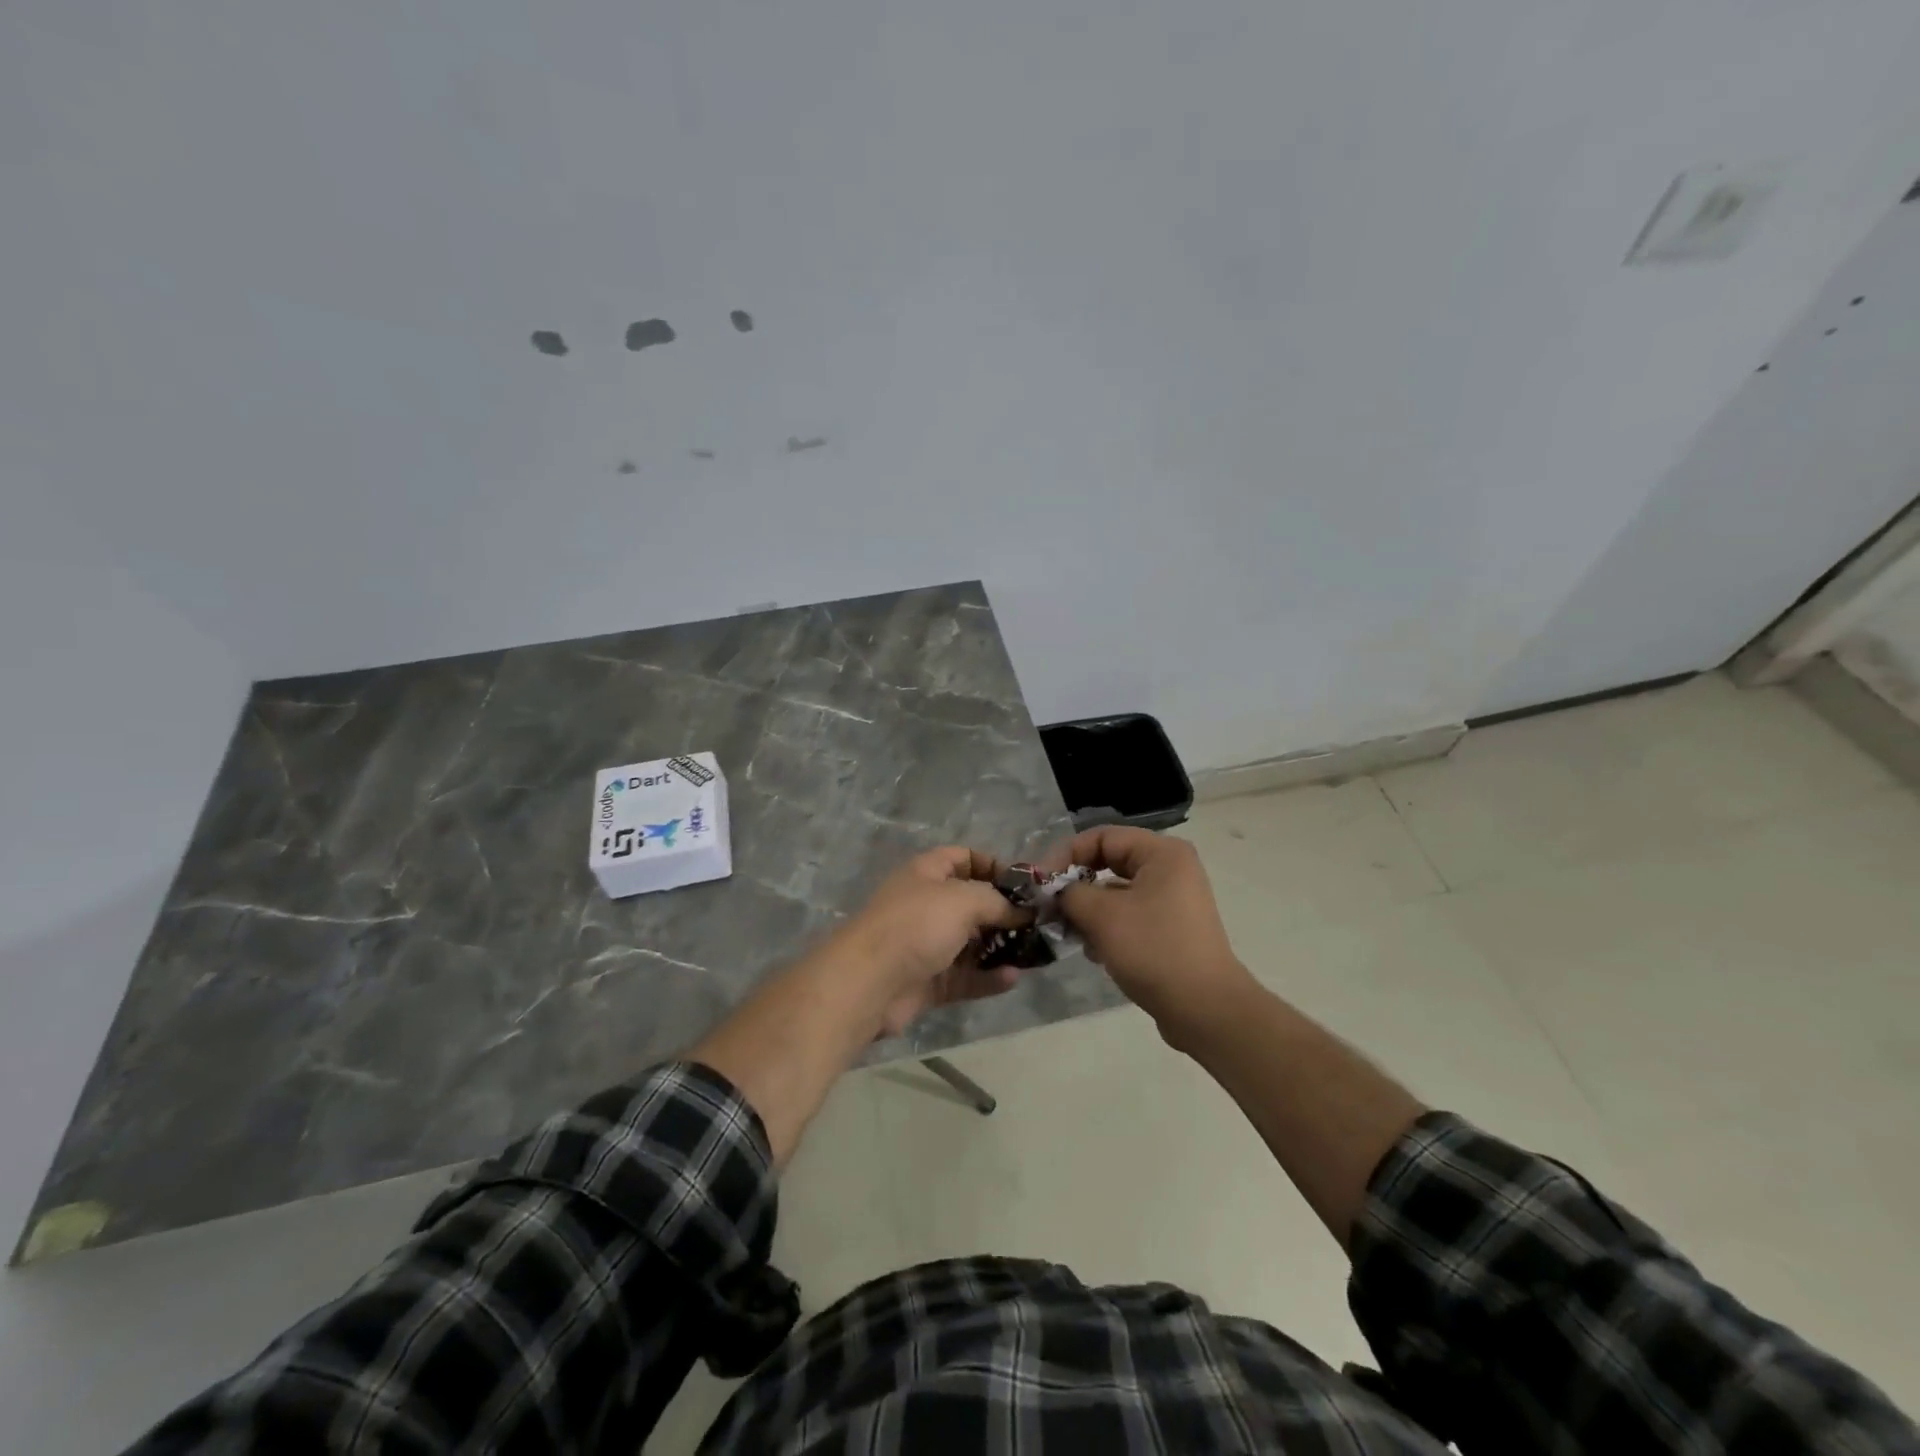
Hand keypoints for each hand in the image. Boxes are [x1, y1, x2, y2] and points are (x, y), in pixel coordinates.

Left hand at [831, 847, 1027, 1036]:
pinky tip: (1012, 978)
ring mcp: (926, 945)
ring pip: (971, 943)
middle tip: (1037, 924)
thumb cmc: (916, 925)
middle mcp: (926, 905)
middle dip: (1004, 912)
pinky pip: (965, 977)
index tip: (1024, 886)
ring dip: (1001, 947)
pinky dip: (988, 978)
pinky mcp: (928, 982)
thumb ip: (998, 902)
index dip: (994, 866)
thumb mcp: (964, 899)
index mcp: (927, 873)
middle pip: (971, 903)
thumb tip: (1023, 912)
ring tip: (1033, 954)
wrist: (868, 982)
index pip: (964, 857)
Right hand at [1045, 827, 1254, 1040]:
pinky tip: (1093, 952)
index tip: (1040, 883)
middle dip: (1076, 885)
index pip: (1101, 837)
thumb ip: (1070, 893)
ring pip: (1116, 893)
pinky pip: (1129, 916)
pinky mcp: (1171, 930)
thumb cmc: (1153, 950)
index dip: (1066, 854)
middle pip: (1109, 863)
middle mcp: (1170, 869)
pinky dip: (1107, 928)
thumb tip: (1055, 892)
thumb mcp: (1102, 916)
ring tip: (1070, 933)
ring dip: (1089, 910)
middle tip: (1049, 907)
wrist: (1205, 1010)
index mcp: (1162, 853)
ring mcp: (1173, 901)